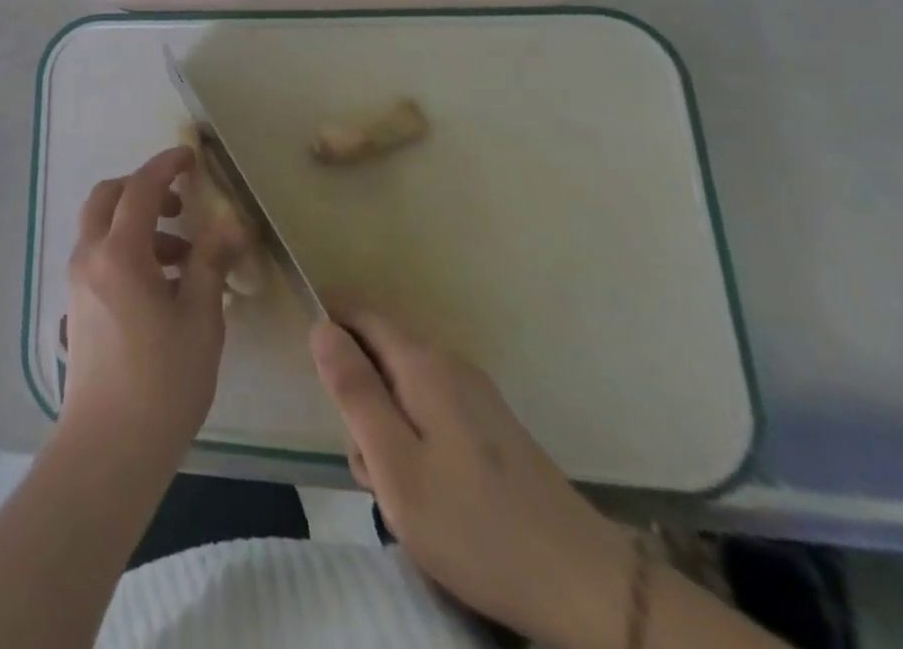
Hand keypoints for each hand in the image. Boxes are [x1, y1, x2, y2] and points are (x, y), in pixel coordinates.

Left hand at [61, 147, 242, 466]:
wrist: (109, 446)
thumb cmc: (163, 381)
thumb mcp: (199, 319)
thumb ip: (210, 262)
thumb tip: (231, 223)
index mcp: (119, 252)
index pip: (141, 189)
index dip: (165, 165)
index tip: (190, 155)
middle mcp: (90, 256)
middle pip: (107, 197)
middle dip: (143, 189)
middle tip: (181, 204)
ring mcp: (78, 280)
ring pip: (102, 227)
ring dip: (139, 224)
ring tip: (184, 257)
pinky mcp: (77, 304)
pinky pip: (100, 255)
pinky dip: (128, 249)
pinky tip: (163, 285)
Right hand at [310, 311, 632, 648]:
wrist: (585, 588)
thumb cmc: (473, 525)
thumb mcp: (393, 463)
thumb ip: (353, 390)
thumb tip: (320, 326)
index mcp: (422, 364)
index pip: (359, 313)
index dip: (328, 329)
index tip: (317, 381)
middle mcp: (449, 365)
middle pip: (379, 354)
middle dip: (359, 398)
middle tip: (366, 464)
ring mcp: (475, 396)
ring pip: (403, 389)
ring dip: (386, 428)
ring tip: (399, 493)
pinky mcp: (492, 429)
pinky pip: (430, 412)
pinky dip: (414, 442)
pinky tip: (430, 496)